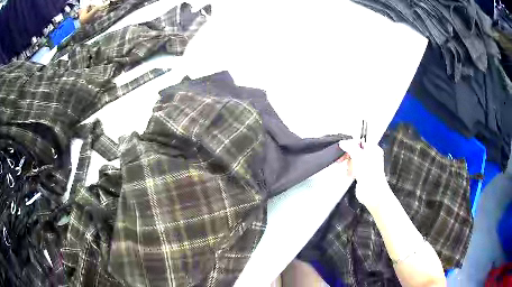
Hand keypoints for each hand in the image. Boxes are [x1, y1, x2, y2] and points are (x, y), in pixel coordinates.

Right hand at [338, 139, 388, 206]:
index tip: (342, 148)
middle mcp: (371, 157)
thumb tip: (343, 142)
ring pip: (353, 161)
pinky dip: (350, 172)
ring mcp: (367, 166)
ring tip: (349, 170)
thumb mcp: (358, 156)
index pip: (360, 142)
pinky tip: (350, 175)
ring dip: (349, 165)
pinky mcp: (362, 175)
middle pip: (355, 151)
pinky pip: (353, 169)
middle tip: (342, 159)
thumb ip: (350, 147)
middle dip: (348, 156)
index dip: (350, 144)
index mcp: (373, 149)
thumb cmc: (370, 173)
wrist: (372, 192)